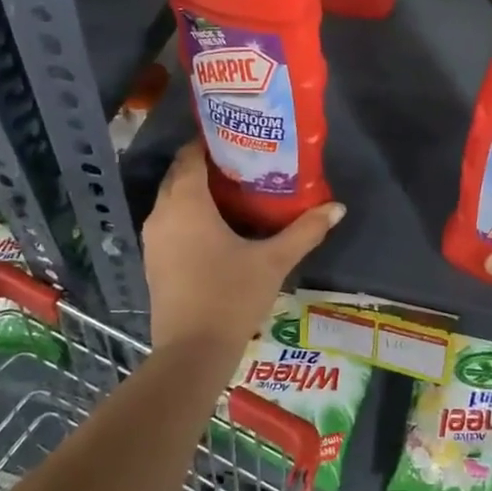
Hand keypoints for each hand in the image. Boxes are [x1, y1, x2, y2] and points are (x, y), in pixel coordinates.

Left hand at [143, 141, 344, 358]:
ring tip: (233, 190)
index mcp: (186, 203)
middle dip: (205, 165)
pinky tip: (217, 226)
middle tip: (242, 162)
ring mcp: (153, 240)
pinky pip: (169, 222)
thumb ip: (305, 231)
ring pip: (172, 200)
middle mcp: (162, 214)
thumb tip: (338, 208)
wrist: (192, 353)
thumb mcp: (273, 261)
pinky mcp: (153, 261)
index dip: (210, 142)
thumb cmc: (231, 297)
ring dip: (195, 191)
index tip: (238, 137)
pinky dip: (188, 214)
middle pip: (179, 175)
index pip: (190, 156)